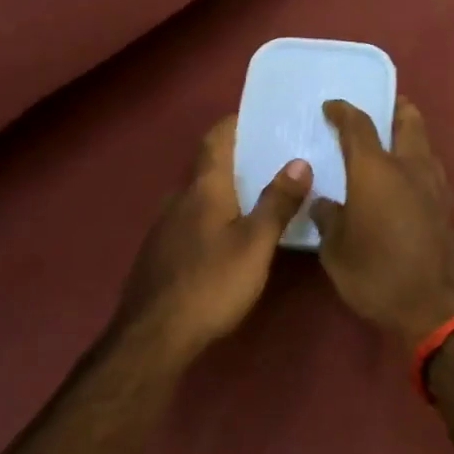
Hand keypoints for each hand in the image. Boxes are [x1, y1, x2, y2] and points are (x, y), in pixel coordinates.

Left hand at [111, 116, 311, 360]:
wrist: (153, 336)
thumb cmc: (211, 284)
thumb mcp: (256, 244)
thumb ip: (277, 202)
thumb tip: (300, 161)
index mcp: (203, 189)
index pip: (215, 140)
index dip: (233, 124)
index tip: (257, 117)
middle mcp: (179, 199)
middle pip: (207, 167)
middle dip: (235, 159)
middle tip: (270, 159)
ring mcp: (164, 227)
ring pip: (197, 196)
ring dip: (223, 190)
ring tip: (254, 196)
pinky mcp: (159, 253)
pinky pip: (189, 220)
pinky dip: (211, 215)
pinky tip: (226, 236)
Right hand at [312, 99, 453, 350]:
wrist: (445, 308)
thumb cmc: (381, 276)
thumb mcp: (338, 253)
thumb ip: (329, 220)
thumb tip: (324, 203)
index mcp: (376, 170)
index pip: (358, 125)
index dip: (343, 111)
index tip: (331, 106)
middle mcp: (411, 166)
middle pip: (408, 119)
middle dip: (393, 108)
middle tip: (378, 110)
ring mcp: (439, 185)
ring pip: (426, 144)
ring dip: (410, 136)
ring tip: (391, 147)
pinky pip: (433, 171)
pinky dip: (419, 165)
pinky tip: (407, 184)